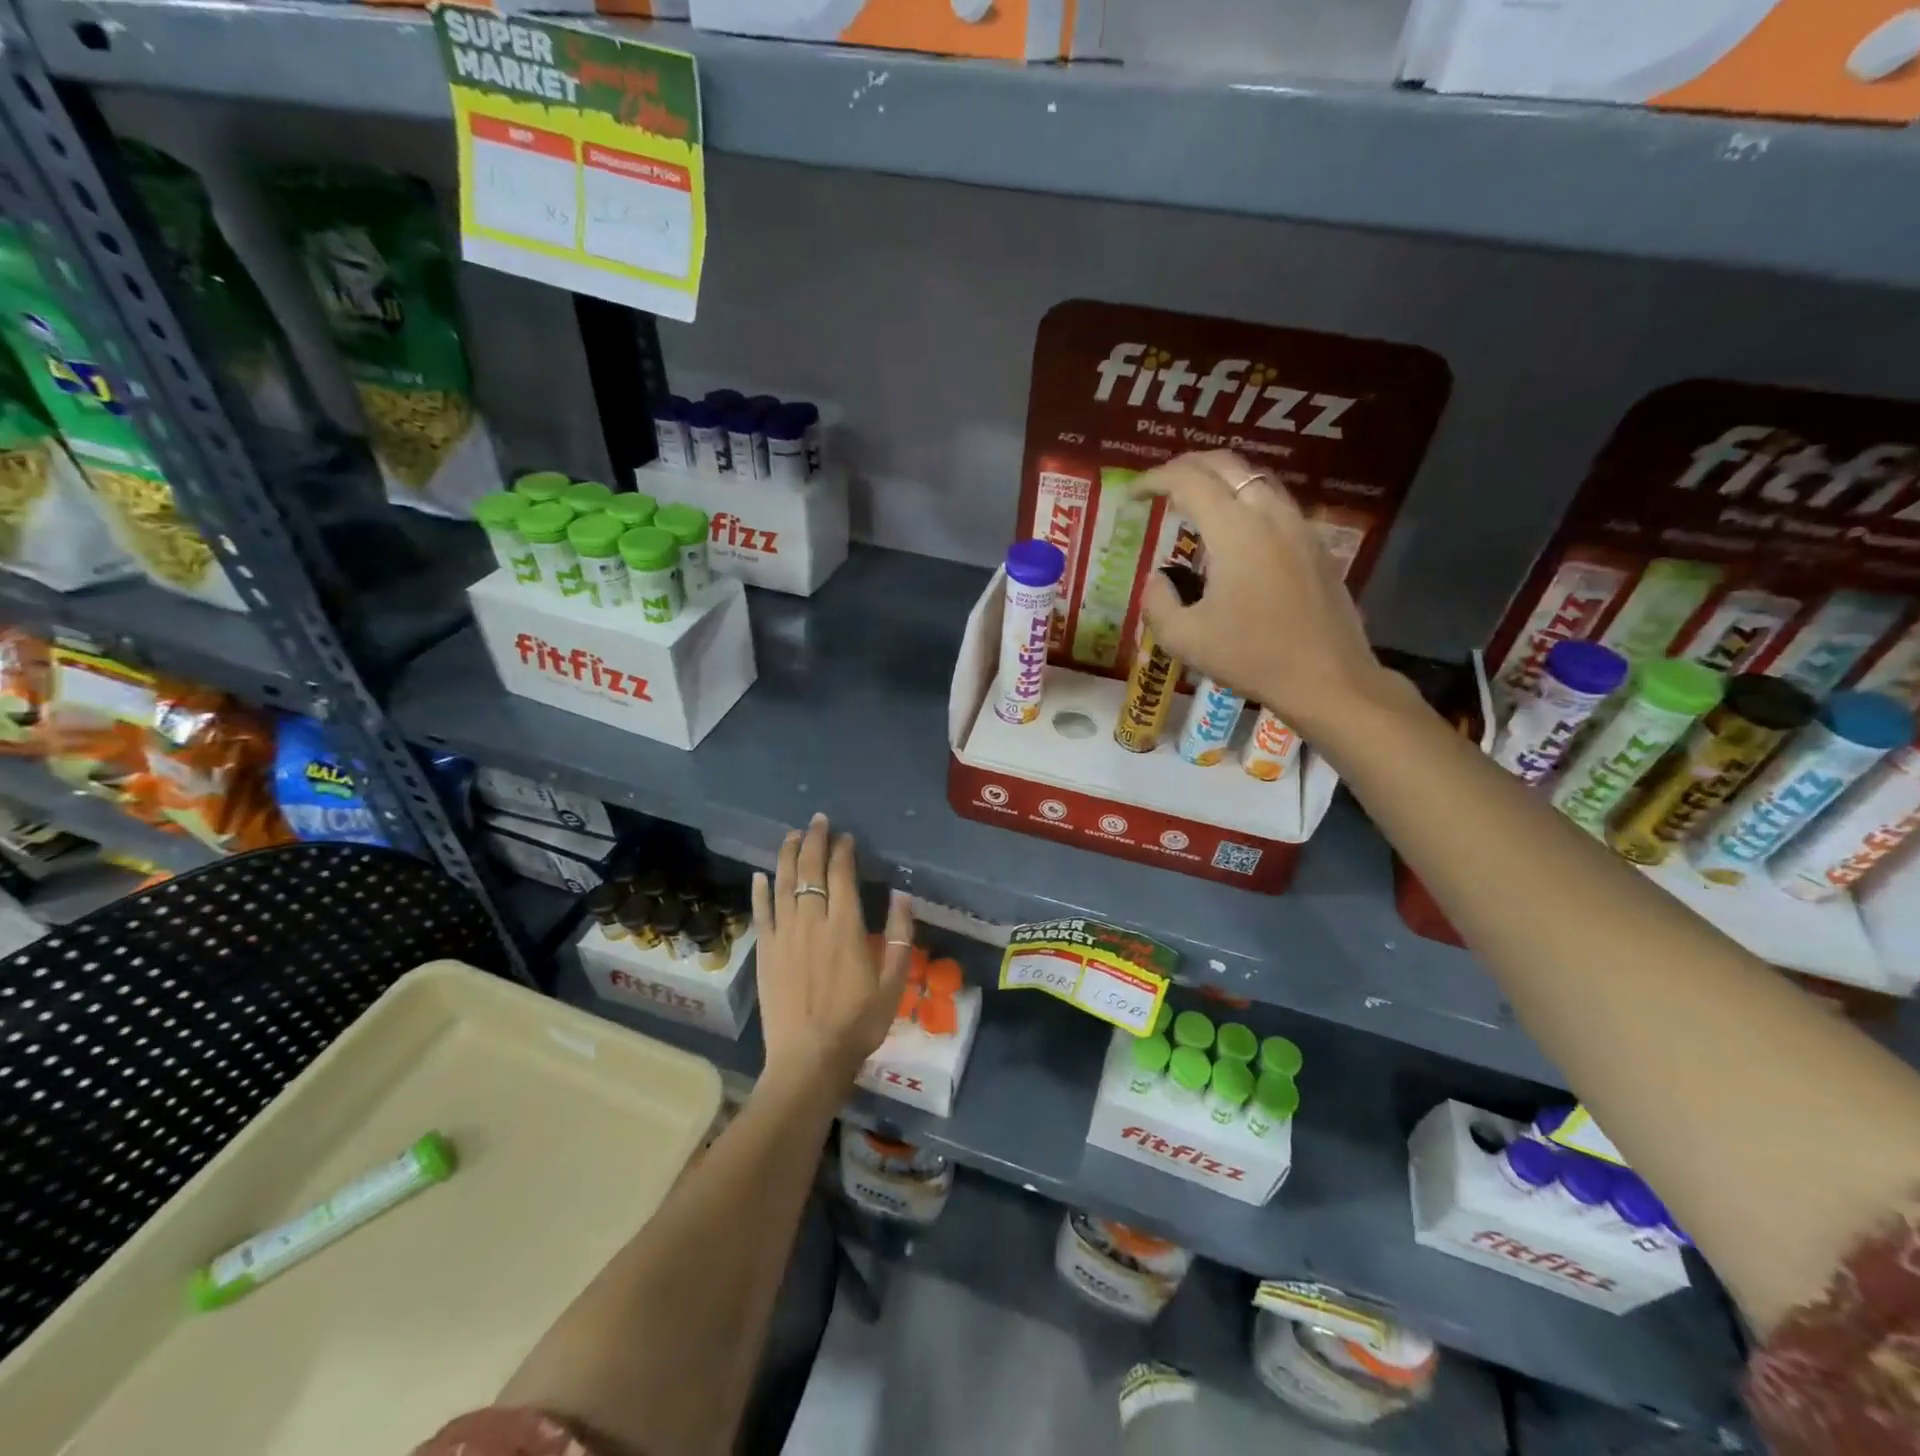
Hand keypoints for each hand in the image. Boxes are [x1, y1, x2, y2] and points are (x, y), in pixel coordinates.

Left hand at [752, 813, 912, 1095]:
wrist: (809, 1059)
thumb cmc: (858, 1022)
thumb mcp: (893, 983)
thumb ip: (900, 936)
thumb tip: (902, 895)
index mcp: (845, 926)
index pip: (841, 875)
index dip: (843, 851)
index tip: (846, 837)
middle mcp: (812, 921)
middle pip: (810, 870)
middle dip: (814, 841)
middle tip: (818, 820)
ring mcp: (784, 935)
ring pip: (783, 884)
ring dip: (787, 855)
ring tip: (792, 835)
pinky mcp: (765, 952)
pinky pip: (761, 913)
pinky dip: (760, 891)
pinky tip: (761, 875)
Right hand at [1135, 451, 1385, 733]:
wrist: (1327, 679)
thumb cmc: (1251, 658)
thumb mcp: (1184, 639)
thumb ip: (1158, 601)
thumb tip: (1159, 579)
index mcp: (1235, 531)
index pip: (1189, 482)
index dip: (1155, 480)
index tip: (1132, 493)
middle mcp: (1270, 515)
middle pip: (1227, 465)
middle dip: (1187, 466)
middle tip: (1161, 483)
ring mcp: (1299, 527)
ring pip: (1255, 479)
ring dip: (1220, 480)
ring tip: (1194, 502)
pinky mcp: (1315, 546)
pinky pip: (1274, 503)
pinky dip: (1244, 500)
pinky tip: (1232, 532)